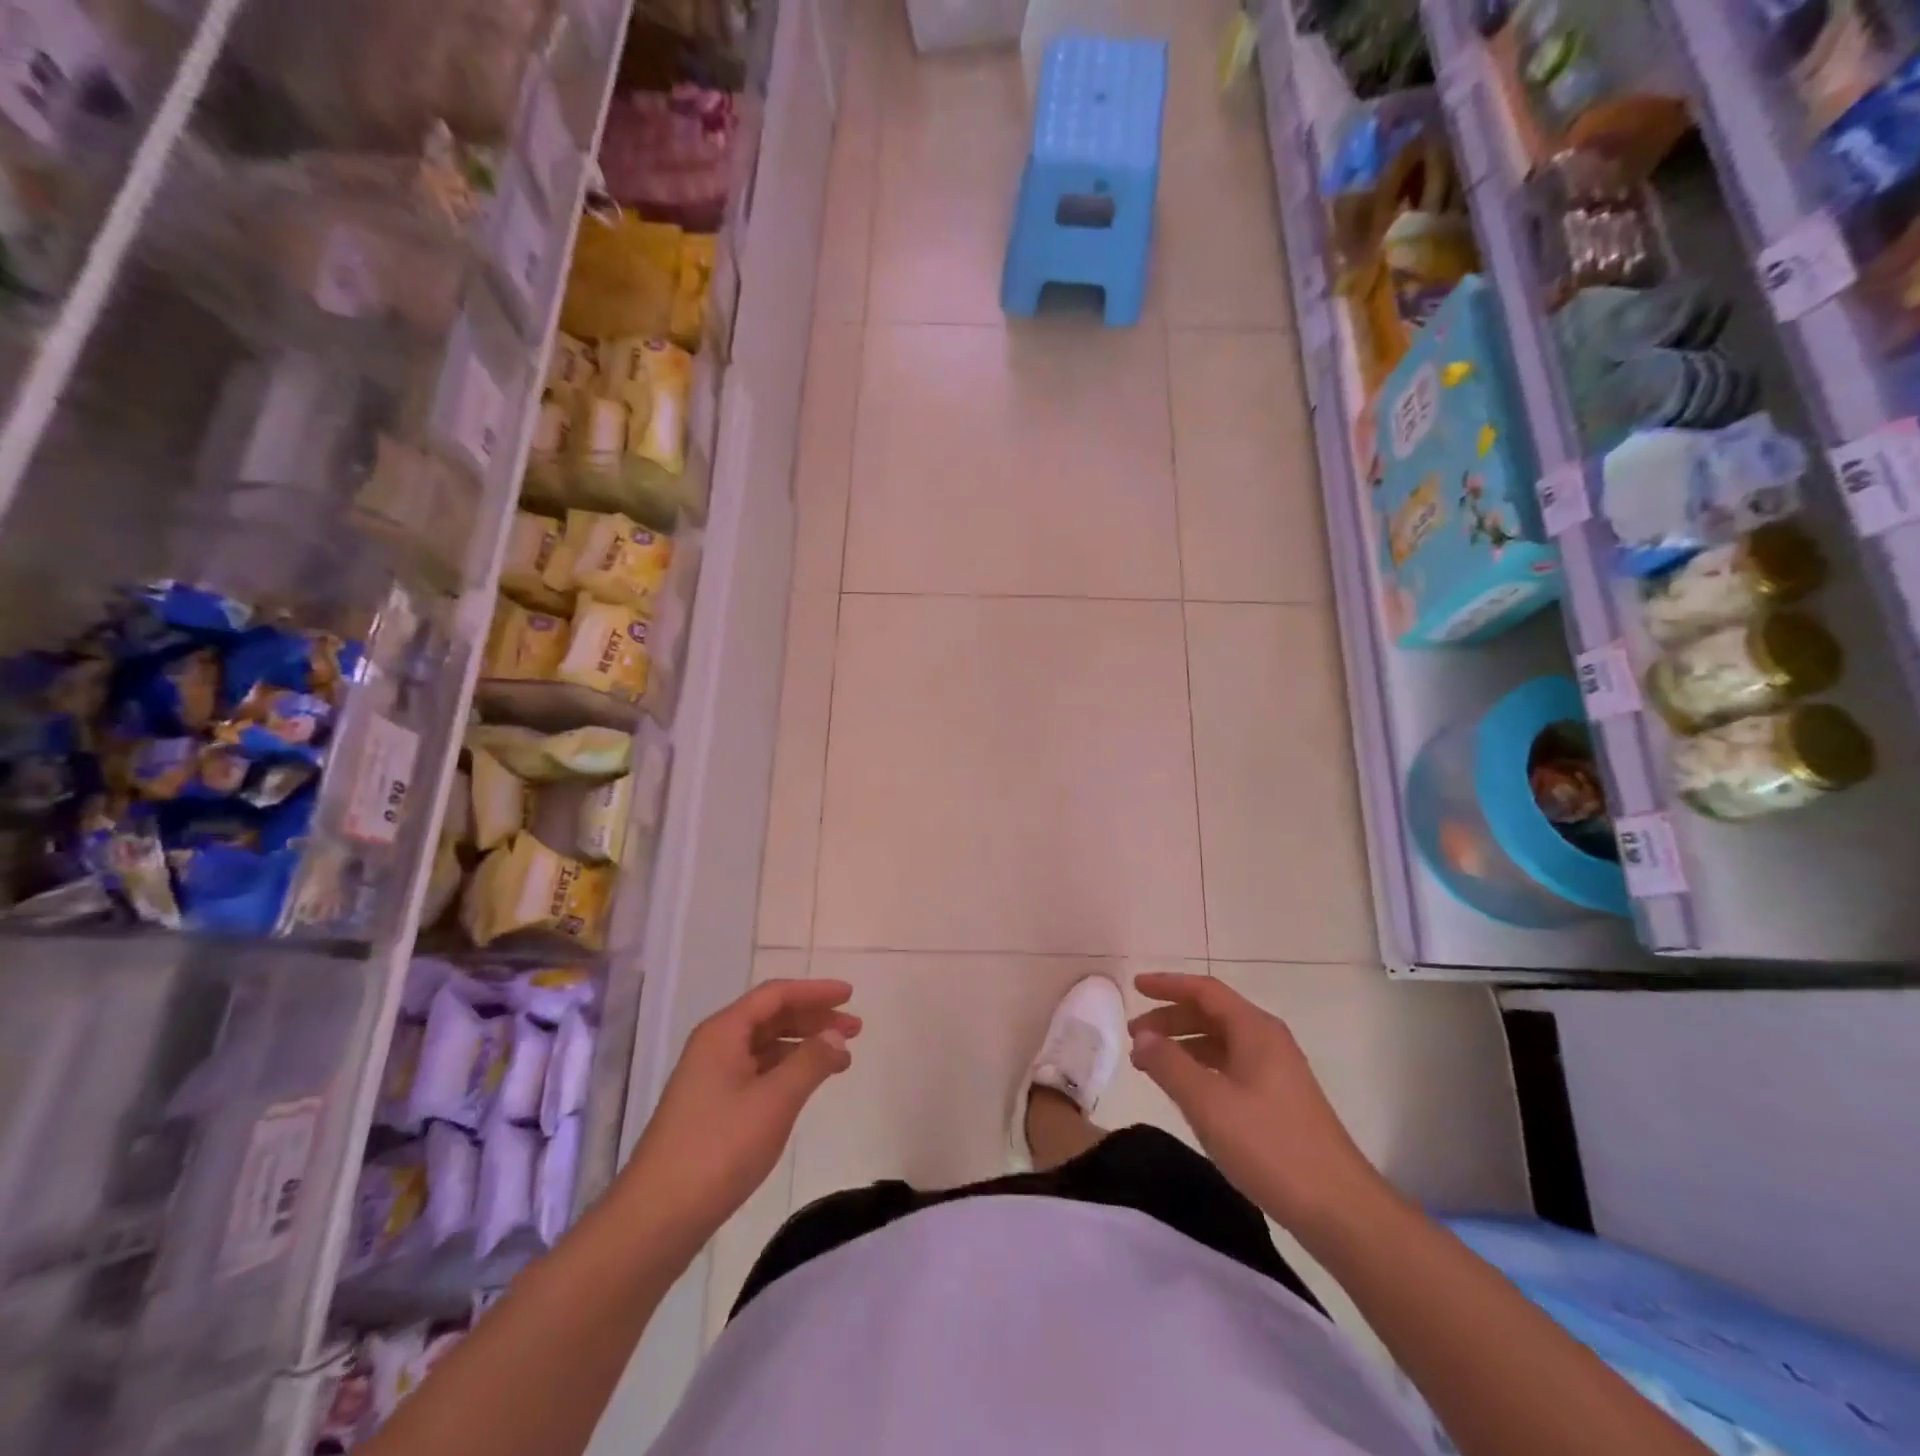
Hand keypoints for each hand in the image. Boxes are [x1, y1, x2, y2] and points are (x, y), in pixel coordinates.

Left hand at [624, 979, 859, 1250]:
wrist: (657, 1218)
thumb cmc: (719, 1149)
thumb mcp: (774, 1101)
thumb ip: (810, 1062)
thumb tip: (836, 1035)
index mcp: (723, 1032)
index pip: (775, 995)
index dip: (815, 991)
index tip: (850, 994)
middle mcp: (714, 1046)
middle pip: (771, 1017)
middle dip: (814, 1018)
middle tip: (855, 1028)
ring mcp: (710, 1078)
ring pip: (765, 1046)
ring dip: (803, 1045)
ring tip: (840, 1059)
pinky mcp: (711, 1108)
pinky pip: (757, 1071)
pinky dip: (787, 1070)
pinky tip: (806, 1084)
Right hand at [1129, 972, 1386, 1235]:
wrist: (1340, 1209)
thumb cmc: (1270, 1147)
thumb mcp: (1208, 1103)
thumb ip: (1169, 1064)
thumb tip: (1143, 1037)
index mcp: (1255, 1030)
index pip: (1204, 991)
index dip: (1167, 985)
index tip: (1135, 987)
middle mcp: (1268, 1041)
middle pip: (1211, 1014)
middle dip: (1170, 1019)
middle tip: (1134, 1034)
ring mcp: (1277, 1071)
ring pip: (1220, 1042)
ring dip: (1183, 1045)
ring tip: (1150, 1063)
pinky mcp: (1280, 1100)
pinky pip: (1230, 1066)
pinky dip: (1200, 1067)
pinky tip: (1185, 1090)